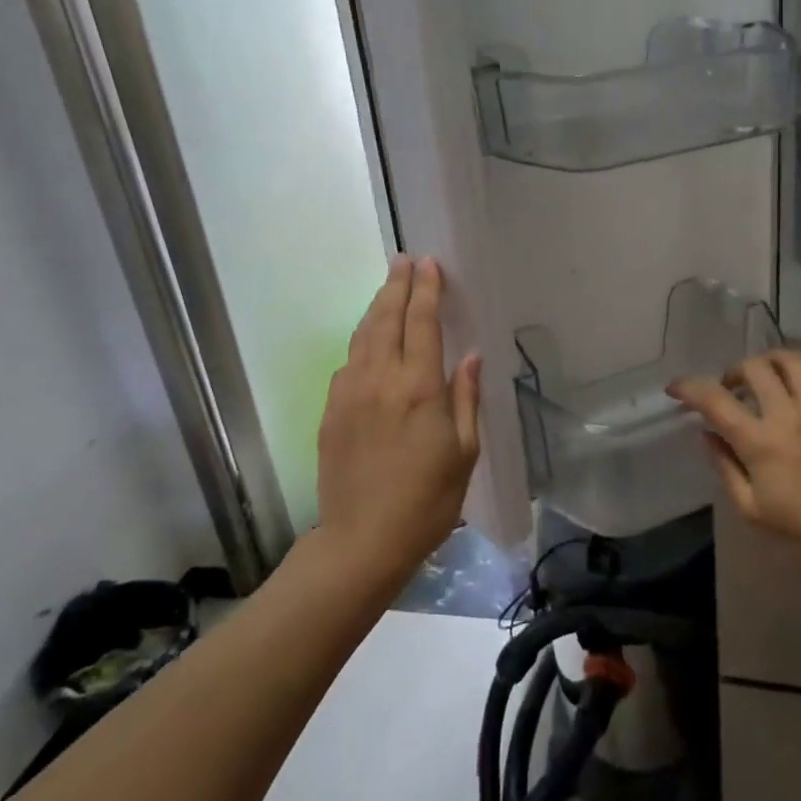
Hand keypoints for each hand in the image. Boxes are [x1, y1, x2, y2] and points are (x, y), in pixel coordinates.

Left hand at [316, 256, 481, 579]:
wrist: (362, 541)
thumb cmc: (428, 501)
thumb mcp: (464, 451)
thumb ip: (465, 398)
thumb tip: (469, 357)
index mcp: (419, 388)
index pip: (421, 323)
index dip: (426, 290)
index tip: (430, 264)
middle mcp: (379, 380)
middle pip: (386, 318)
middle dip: (397, 285)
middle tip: (404, 260)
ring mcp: (349, 394)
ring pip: (362, 336)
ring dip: (377, 307)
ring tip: (388, 288)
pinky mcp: (330, 412)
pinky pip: (348, 363)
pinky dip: (361, 342)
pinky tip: (369, 342)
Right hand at [668, 349, 800, 580]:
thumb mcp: (751, 508)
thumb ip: (724, 467)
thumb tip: (706, 436)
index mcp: (760, 443)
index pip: (716, 401)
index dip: (690, 388)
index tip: (676, 388)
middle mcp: (788, 416)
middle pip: (755, 368)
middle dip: (734, 371)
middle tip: (732, 388)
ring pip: (791, 360)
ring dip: (769, 361)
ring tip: (765, 375)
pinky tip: (798, 384)